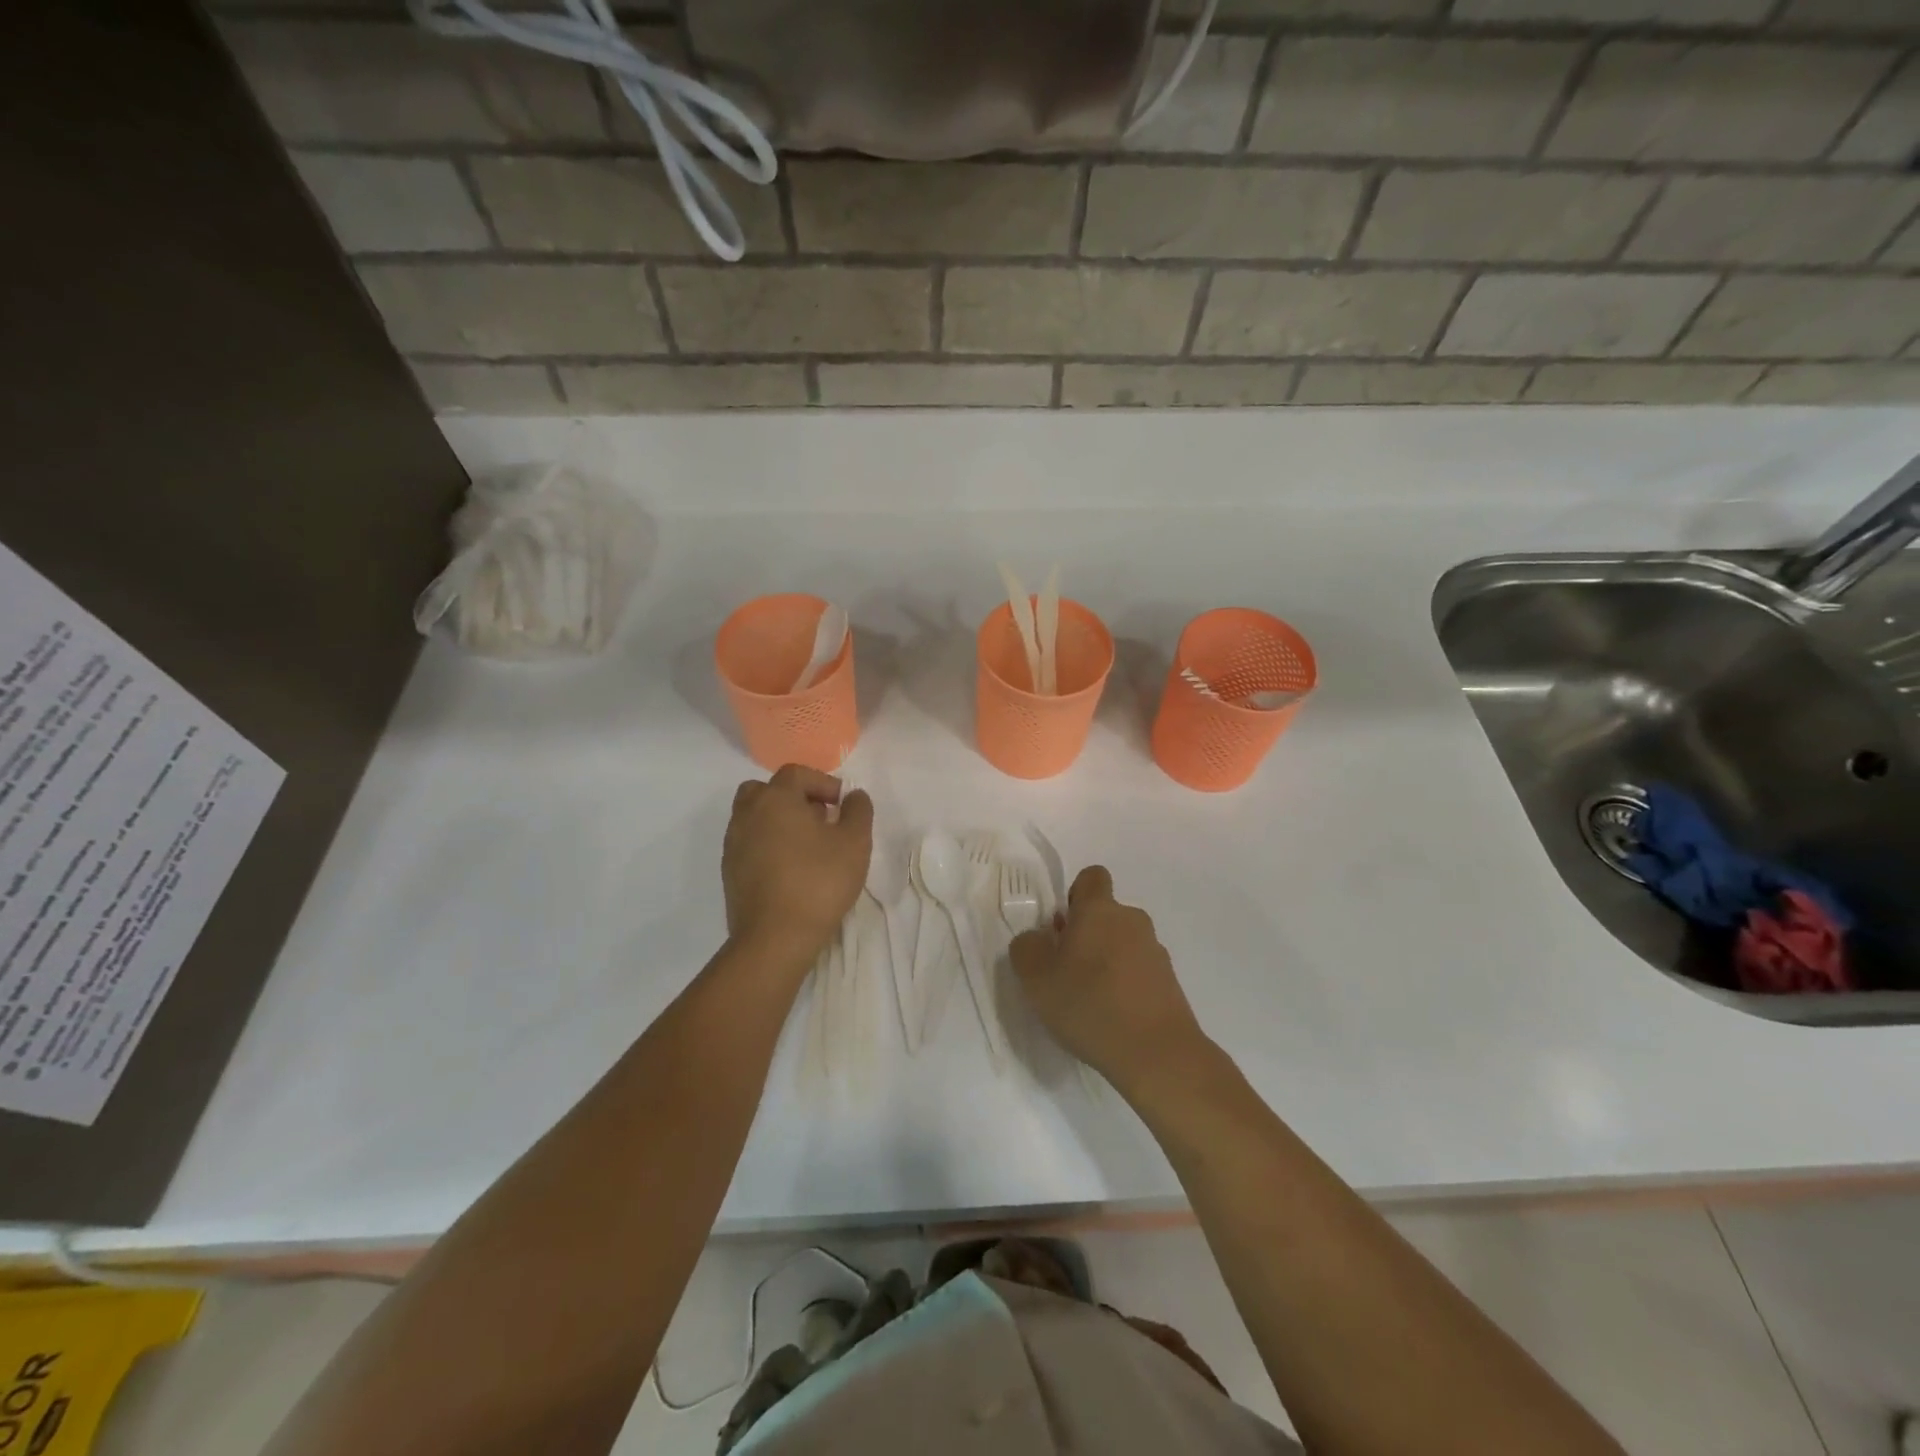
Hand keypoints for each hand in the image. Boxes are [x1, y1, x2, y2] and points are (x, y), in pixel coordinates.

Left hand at [722, 765, 872, 970]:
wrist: (774, 938)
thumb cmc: (819, 881)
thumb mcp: (855, 842)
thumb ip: (858, 811)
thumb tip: (853, 796)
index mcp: (775, 798)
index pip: (796, 773)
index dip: (822, 782)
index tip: (842, 804)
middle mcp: (747, 814)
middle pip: (767, 790)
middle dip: (794, 798)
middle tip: (819, 819)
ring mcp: (734, 844)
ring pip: (755, 817)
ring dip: (779, 822)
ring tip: (808, 846)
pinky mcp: (730, 871)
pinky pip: (750, 843)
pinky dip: (768, 845)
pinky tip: (790, 869)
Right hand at [1010, 865, 1208, 1094]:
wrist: (1158, 1054)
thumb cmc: (1090, 1005)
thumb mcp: (1035, 978)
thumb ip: (1026, 947)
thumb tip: (1037, 938)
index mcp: (1099, 910)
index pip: (1092, 876)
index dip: (1074, 895)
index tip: (1061, 927)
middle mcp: (1132, 921)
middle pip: (1105, 914)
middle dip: (1086, 935)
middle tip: (1065, 971)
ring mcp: (1155, 951)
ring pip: (1122, 944)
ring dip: (1106, 961)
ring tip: (1089, 1001)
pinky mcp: (1169, 982)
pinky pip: (1139, 971)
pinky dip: (1125, 985)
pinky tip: (1112, 1018)